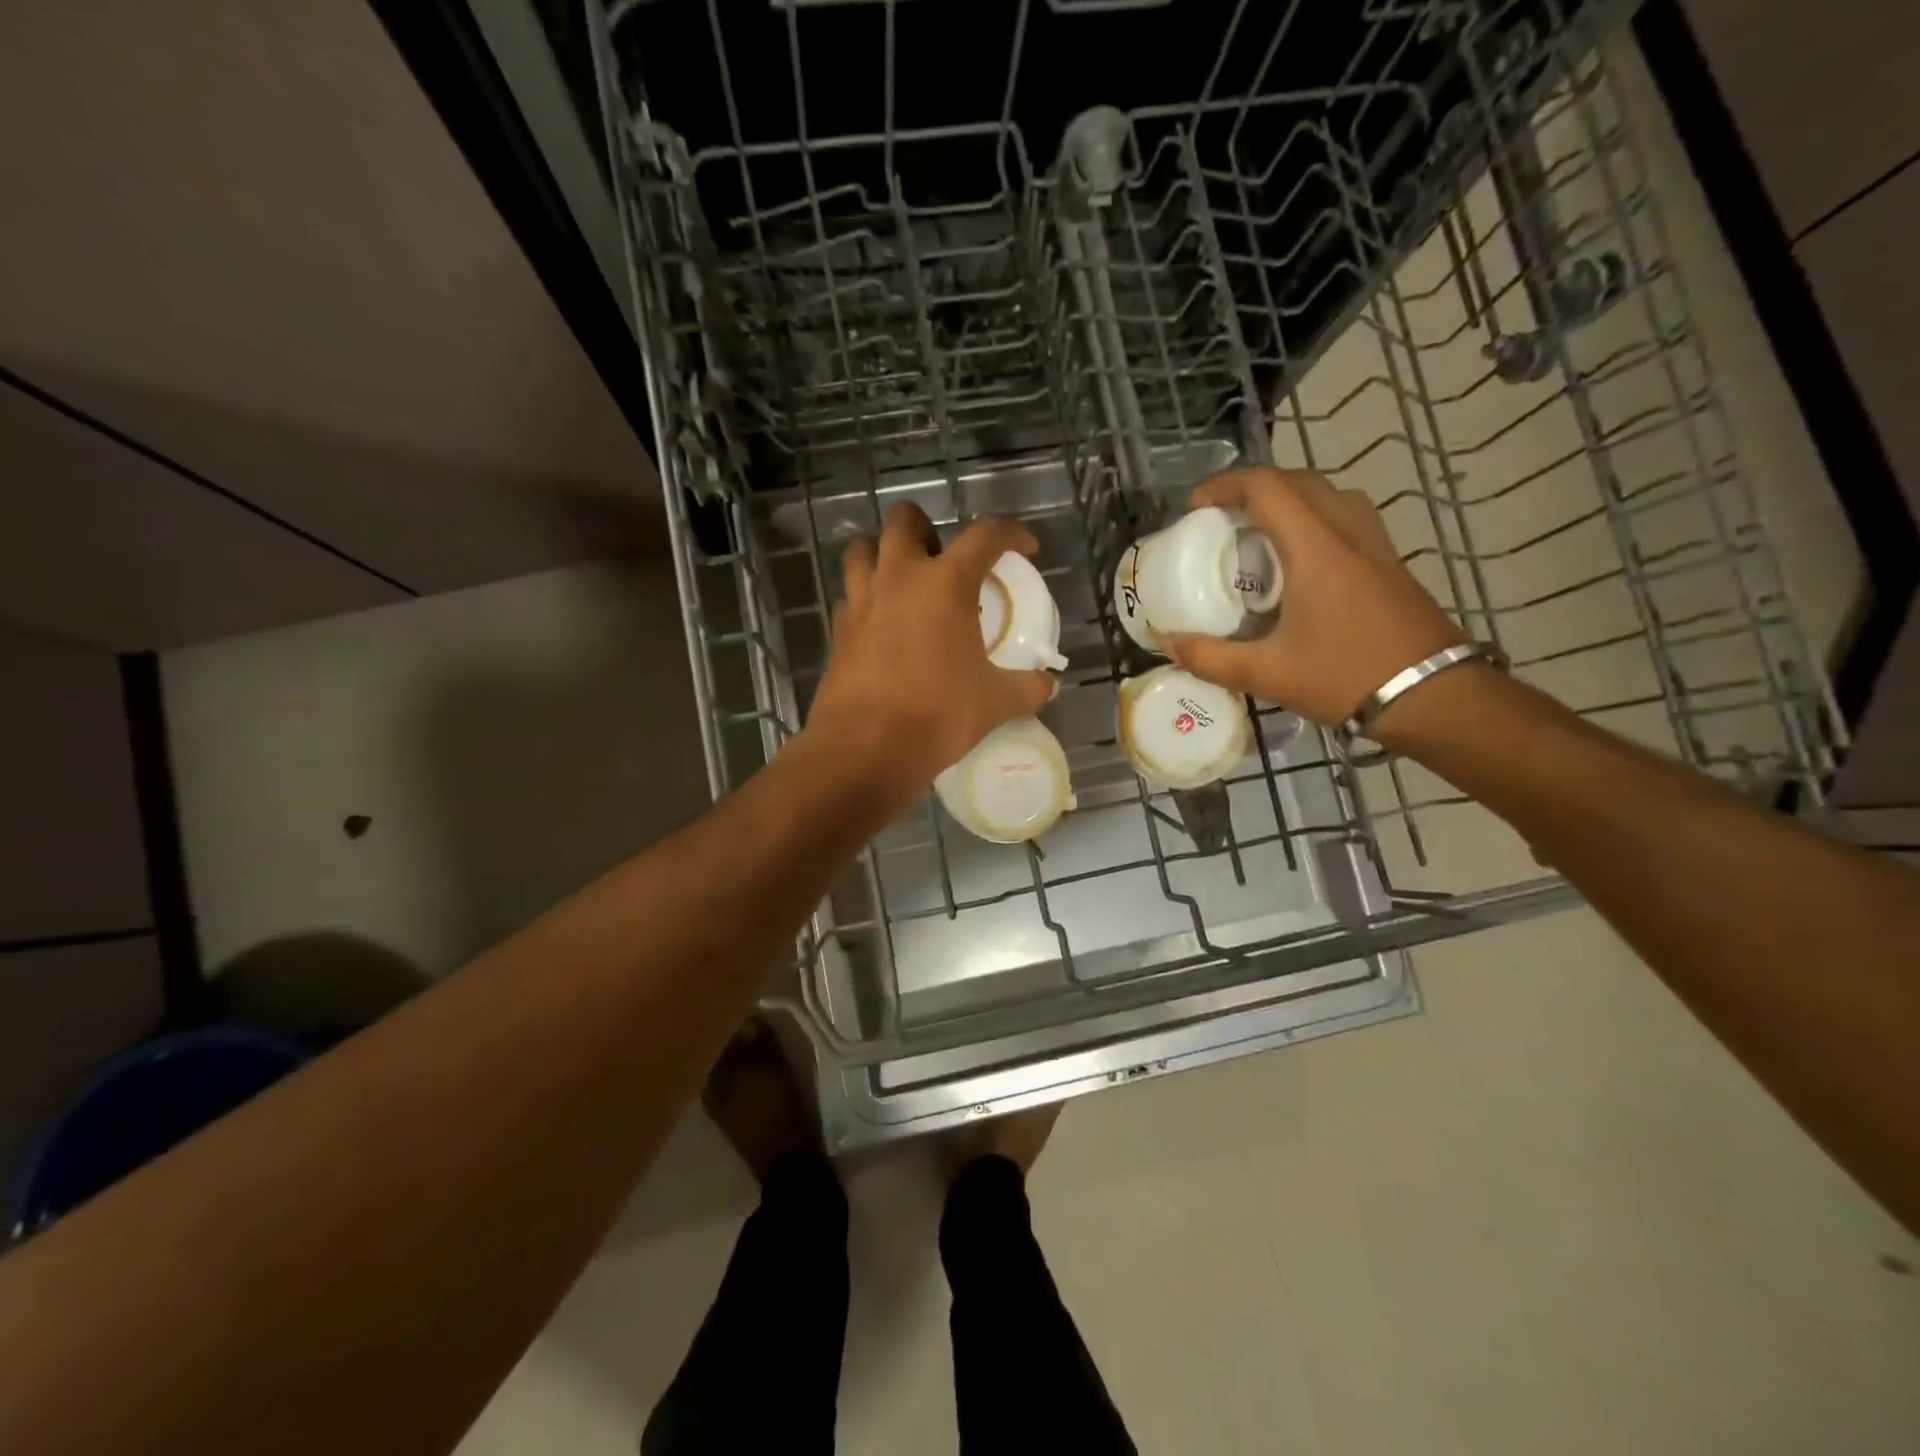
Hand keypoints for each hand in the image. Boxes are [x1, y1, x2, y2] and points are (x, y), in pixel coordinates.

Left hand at [806, 502, 1055, 797]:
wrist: (866, 747)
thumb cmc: (937, 714)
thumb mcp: (995, 702)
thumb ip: (1027, 688)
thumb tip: (1048, 685)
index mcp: (946, 583)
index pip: (985, 535)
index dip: (1011, 534)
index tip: (1024, 548)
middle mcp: (899, 578)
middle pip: (905, 520)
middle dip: (925, 527)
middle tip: (943, 558)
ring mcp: (862, 600)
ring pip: (863, 550)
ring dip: (884, 554)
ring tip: (905, 582)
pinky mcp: (838, 629)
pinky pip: (850, 595)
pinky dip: (867, 598)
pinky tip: (882, 625)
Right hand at [1164, 466, 1464, 727]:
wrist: (1434, 696)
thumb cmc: (1346, 677)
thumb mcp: (1267, 674)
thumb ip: (1211, 658)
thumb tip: (1169, 643)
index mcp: (1316, 548)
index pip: (1268, 487)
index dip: (1225, 486)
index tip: (1195, 508)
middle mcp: (1347, 532)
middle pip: (1298, 481)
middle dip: (1254, 489)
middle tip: (1222, 519)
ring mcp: (1375, 544)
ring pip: (1328, 495)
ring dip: (1288, 501)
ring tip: (1258, 535)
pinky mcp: (1389, 562)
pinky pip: (1345, 518)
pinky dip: (1312, 520)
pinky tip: (1298, 563)